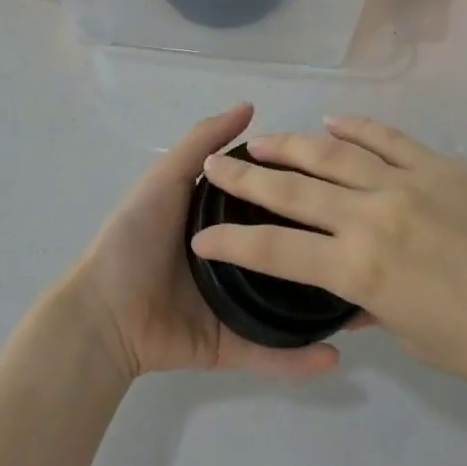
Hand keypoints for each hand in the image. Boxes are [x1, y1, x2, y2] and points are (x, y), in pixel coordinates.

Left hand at [72, 103, 342, 383]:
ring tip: (362, 300)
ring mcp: (233, 306)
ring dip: (320, 308)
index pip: (271, 203)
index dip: (301, 191)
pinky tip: (336, 356)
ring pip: (286, 305)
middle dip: (321, 250)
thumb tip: (250, 106)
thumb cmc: (134, 238)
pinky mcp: (229, 345)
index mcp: (221, 221)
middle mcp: (233, 260)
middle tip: (363, 243)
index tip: (340, 184)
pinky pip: (269, 353)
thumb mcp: (167, 178)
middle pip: (284, 252)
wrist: (103, 312)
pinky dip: (300, 359)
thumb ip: (203, 142)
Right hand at [190, 117, 466, 406]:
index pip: (277, 250)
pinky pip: (387, 138)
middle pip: (294, 190)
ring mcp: (408, 182)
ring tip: (261, 140)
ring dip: (292, 145)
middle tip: (217, 166)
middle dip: (247, 179)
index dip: (232, 242)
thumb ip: (370, 305)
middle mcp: (374, 215)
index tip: (202, 235)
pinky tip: (333, 123)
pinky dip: (357, 129)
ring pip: (334, 154)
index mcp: (361, 269)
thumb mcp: (415, 338)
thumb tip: (344, 293)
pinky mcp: (440, 165)